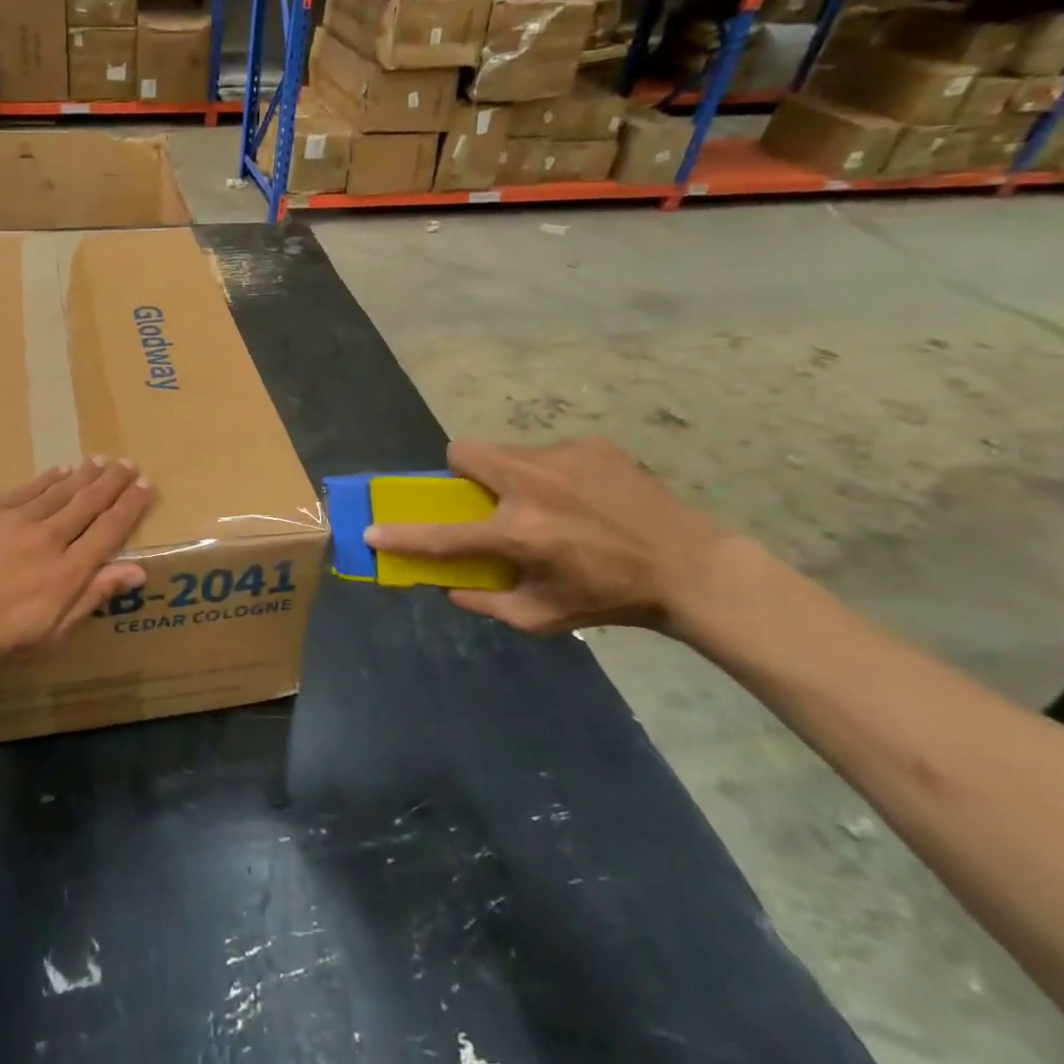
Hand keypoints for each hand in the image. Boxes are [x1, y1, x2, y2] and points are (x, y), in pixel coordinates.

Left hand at [0, 459, 153, 665]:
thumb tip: (136, 571)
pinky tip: (61, 470)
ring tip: (103, 460)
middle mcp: (50, 538)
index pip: (109, 531)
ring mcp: (18, 520)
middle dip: (113, 482)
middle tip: (131, 463)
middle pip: (89, 503)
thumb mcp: (47, 634)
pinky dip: (48, 479)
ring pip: (62, 490)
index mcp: (67, 571)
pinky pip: (28, 489)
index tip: (147, 486)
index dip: (131, 507)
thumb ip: (91, 597)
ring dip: (85, 475)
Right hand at [364, 437, 734, 638]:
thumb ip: (489, 604)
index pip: (443, 534)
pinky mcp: (591, 445)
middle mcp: (532, 484)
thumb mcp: (546, 618)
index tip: (373, 530)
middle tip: (485, 499)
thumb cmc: (612, 598)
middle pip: (464, 452)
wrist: (691, 567)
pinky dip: (553, 473)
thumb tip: (449, 588)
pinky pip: (550, 452)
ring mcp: (562, 457)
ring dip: (510, 474)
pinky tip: (585, 497)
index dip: (403, 535)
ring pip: (508, 451)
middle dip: (462, 473)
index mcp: (519, 532)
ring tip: (548, 502)